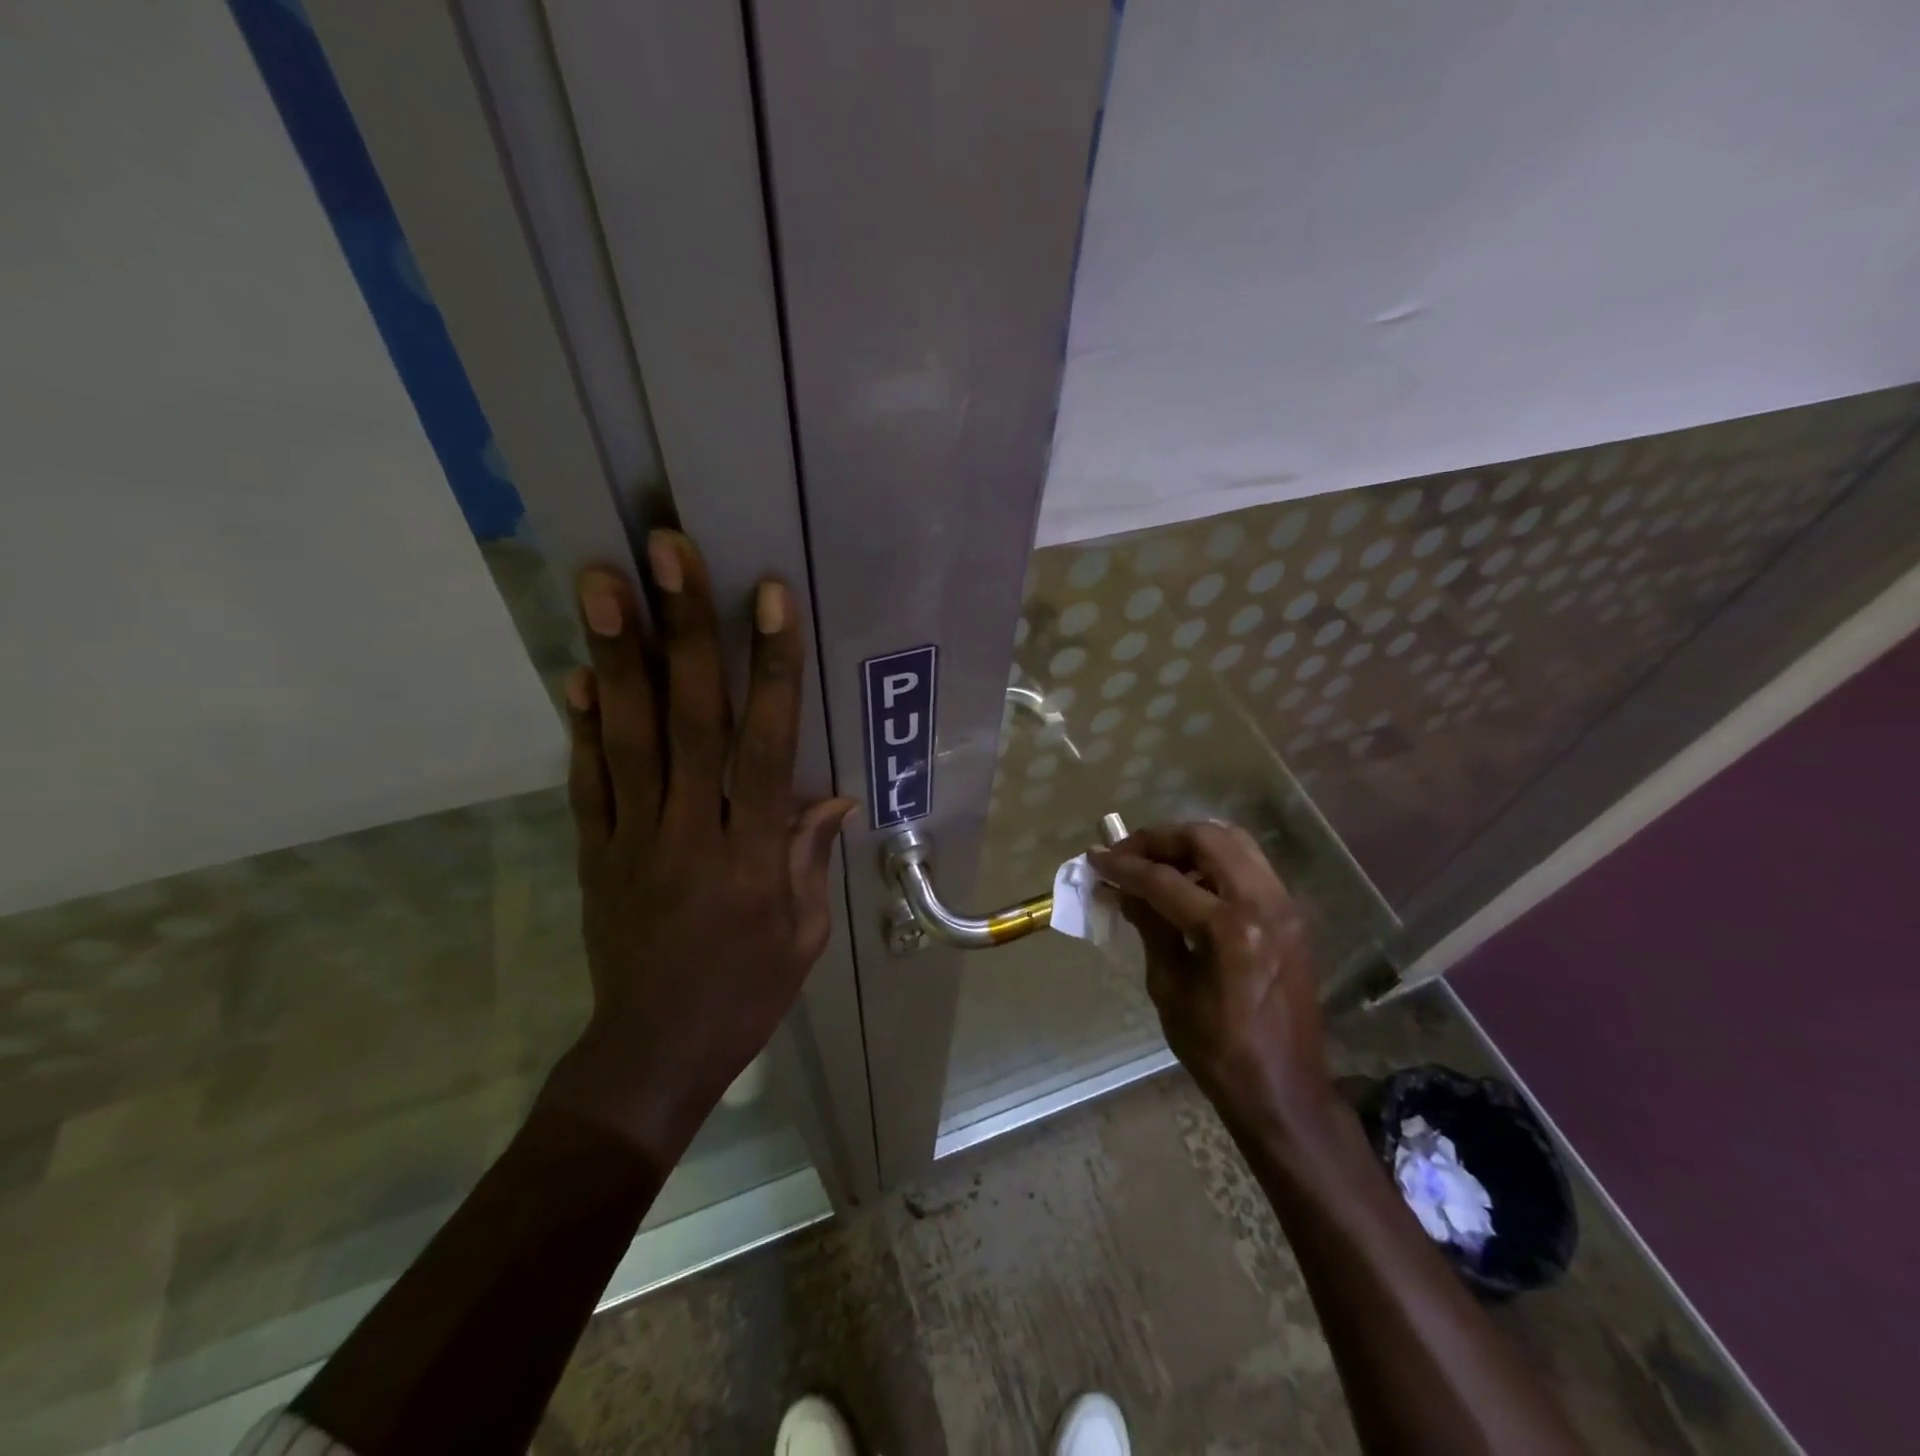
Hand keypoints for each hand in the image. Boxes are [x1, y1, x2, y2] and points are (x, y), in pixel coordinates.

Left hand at [539, 530, 854, 1160]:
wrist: (654, 1053)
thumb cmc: (747, 993)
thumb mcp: (804, 934)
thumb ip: (810, 858)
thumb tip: (832, 795)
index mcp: (754, 853)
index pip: (766, 745)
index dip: (771, 668)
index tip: (769, 597)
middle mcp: (690, 831)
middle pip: (689, 720)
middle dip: (681, 630)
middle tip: (663, 552)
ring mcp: (632, 838)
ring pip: (628, 737)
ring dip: (616, 654)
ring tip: (600, 581)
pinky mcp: (594, 852)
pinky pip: (587, 782)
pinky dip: (580, 726)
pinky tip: (574, 671)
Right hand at [1091, 823, 1334, 1134]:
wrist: (1285, 1090)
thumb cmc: (1219, 1052)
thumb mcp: (1170, 989)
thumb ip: (1150, 928)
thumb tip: (1123, 889)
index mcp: (1229, 930)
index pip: (1165, 880)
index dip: (1124, 866)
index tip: (1094, 858)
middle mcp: (1263, 904)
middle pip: (1206, 839)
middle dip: (1159, 839)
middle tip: (1126, 853)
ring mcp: (1284, 905)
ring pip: (1233, 841)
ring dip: (1188, 844)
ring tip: (1154, 862)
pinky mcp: (1291, 914)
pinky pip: (1248, 865)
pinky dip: (1214, 860)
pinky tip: (1188, 882)